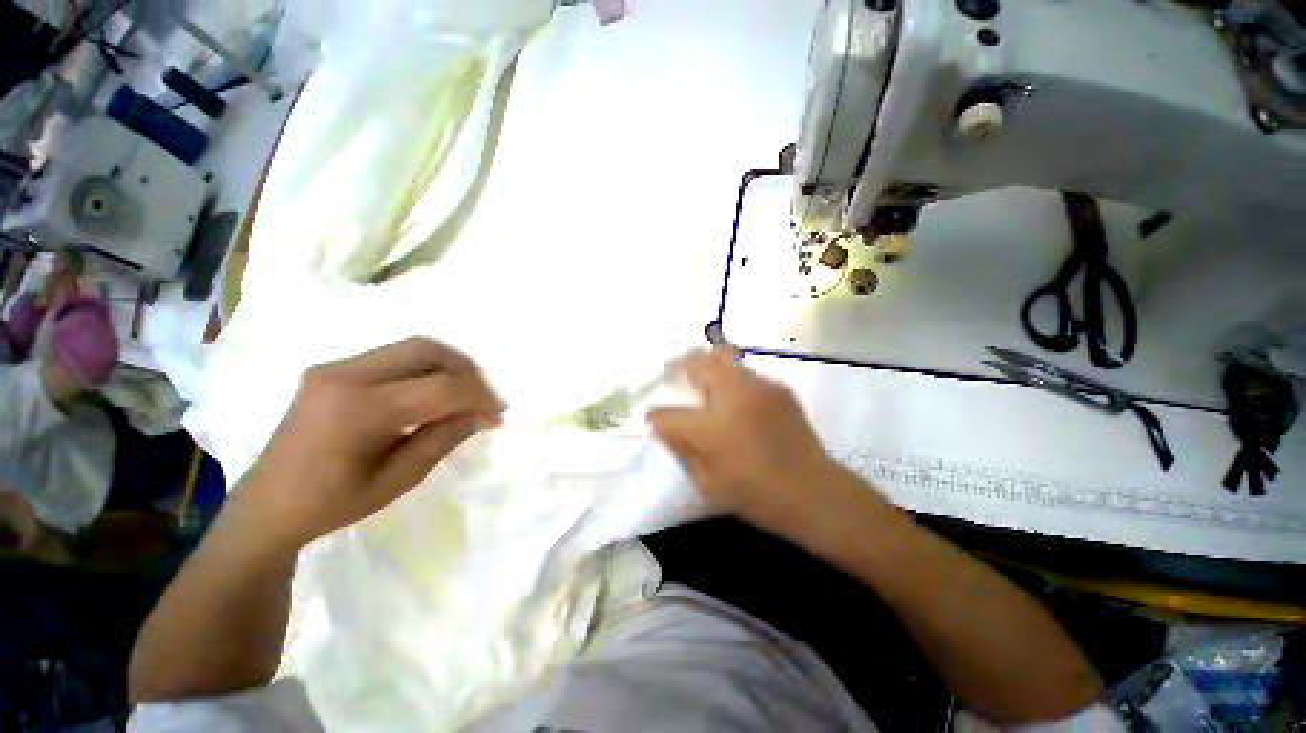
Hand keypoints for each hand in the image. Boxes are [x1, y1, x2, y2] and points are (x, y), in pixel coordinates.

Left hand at [237, 338, 505, 549]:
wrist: (266, 506)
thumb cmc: (332, 504)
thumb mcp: (399, 479)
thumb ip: (445, 438)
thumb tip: (488, 416)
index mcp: (358, 410)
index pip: (440, 387)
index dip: (478, 396)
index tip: (499, 411)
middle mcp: (345, 375)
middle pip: (427, 349)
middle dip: (467, 370)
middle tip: (484, 397)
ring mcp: (336, 367)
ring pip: (413, 347)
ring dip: (448, 366)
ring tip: (464, 394)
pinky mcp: (334, 369)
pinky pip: (395, 357)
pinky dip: (426, 369)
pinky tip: (432, 393)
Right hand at [648, 348, 837, 523]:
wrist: (814, 492)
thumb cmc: (757, 495)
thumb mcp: (708, 484)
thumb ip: (682, 451)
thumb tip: (666, 429)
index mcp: (712, 429)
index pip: (667, 415)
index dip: (655, 417)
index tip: (654, 419)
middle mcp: (733, 397)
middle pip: (697, 361)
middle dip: (679, 364)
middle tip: (674, 372)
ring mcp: (759, 387)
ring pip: (723, 355)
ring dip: (708, 365)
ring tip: (705, 380)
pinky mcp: (778, 387)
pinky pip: (746, 372)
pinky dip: (733, 379)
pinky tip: (738, 399)